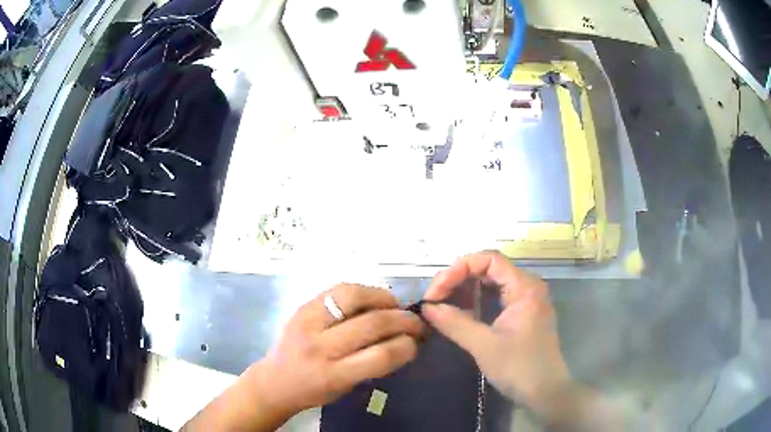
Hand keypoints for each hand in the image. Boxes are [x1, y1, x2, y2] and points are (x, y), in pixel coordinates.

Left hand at [258, 283, 424, 416]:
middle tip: (415, 322)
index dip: (407, 346)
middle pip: (372, 324)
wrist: (275, 380)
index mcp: (333, 374)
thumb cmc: (314, 390)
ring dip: (383, 298)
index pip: (381, 356)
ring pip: (354, 297)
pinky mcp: (302, 307)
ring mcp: (308, 322)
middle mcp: (320, 346)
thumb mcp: (346, 387)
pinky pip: (338, 290)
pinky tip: (372, 299)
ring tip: (394, 306)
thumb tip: (404, 340)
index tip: (416, 343)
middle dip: (403, 320)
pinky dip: (362, 291)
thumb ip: (373, 364)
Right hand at [422, 251, 570, 412]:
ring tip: (442, 304)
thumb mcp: (484, 346)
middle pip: (489, 268)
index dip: (458, 269)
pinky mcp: (522, 313)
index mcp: (525, 287)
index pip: (489, 259)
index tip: (436, 293)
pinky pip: (496, 296)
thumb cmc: (519, 368)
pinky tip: (459, 312)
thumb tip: (426, 307)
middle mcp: (527, 286)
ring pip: (491, 282)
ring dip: (465, 289)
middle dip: (458, 278)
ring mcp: (526, 300)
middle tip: (434, 299)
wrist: (545, 392)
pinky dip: (475, 300)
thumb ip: (455, 323)